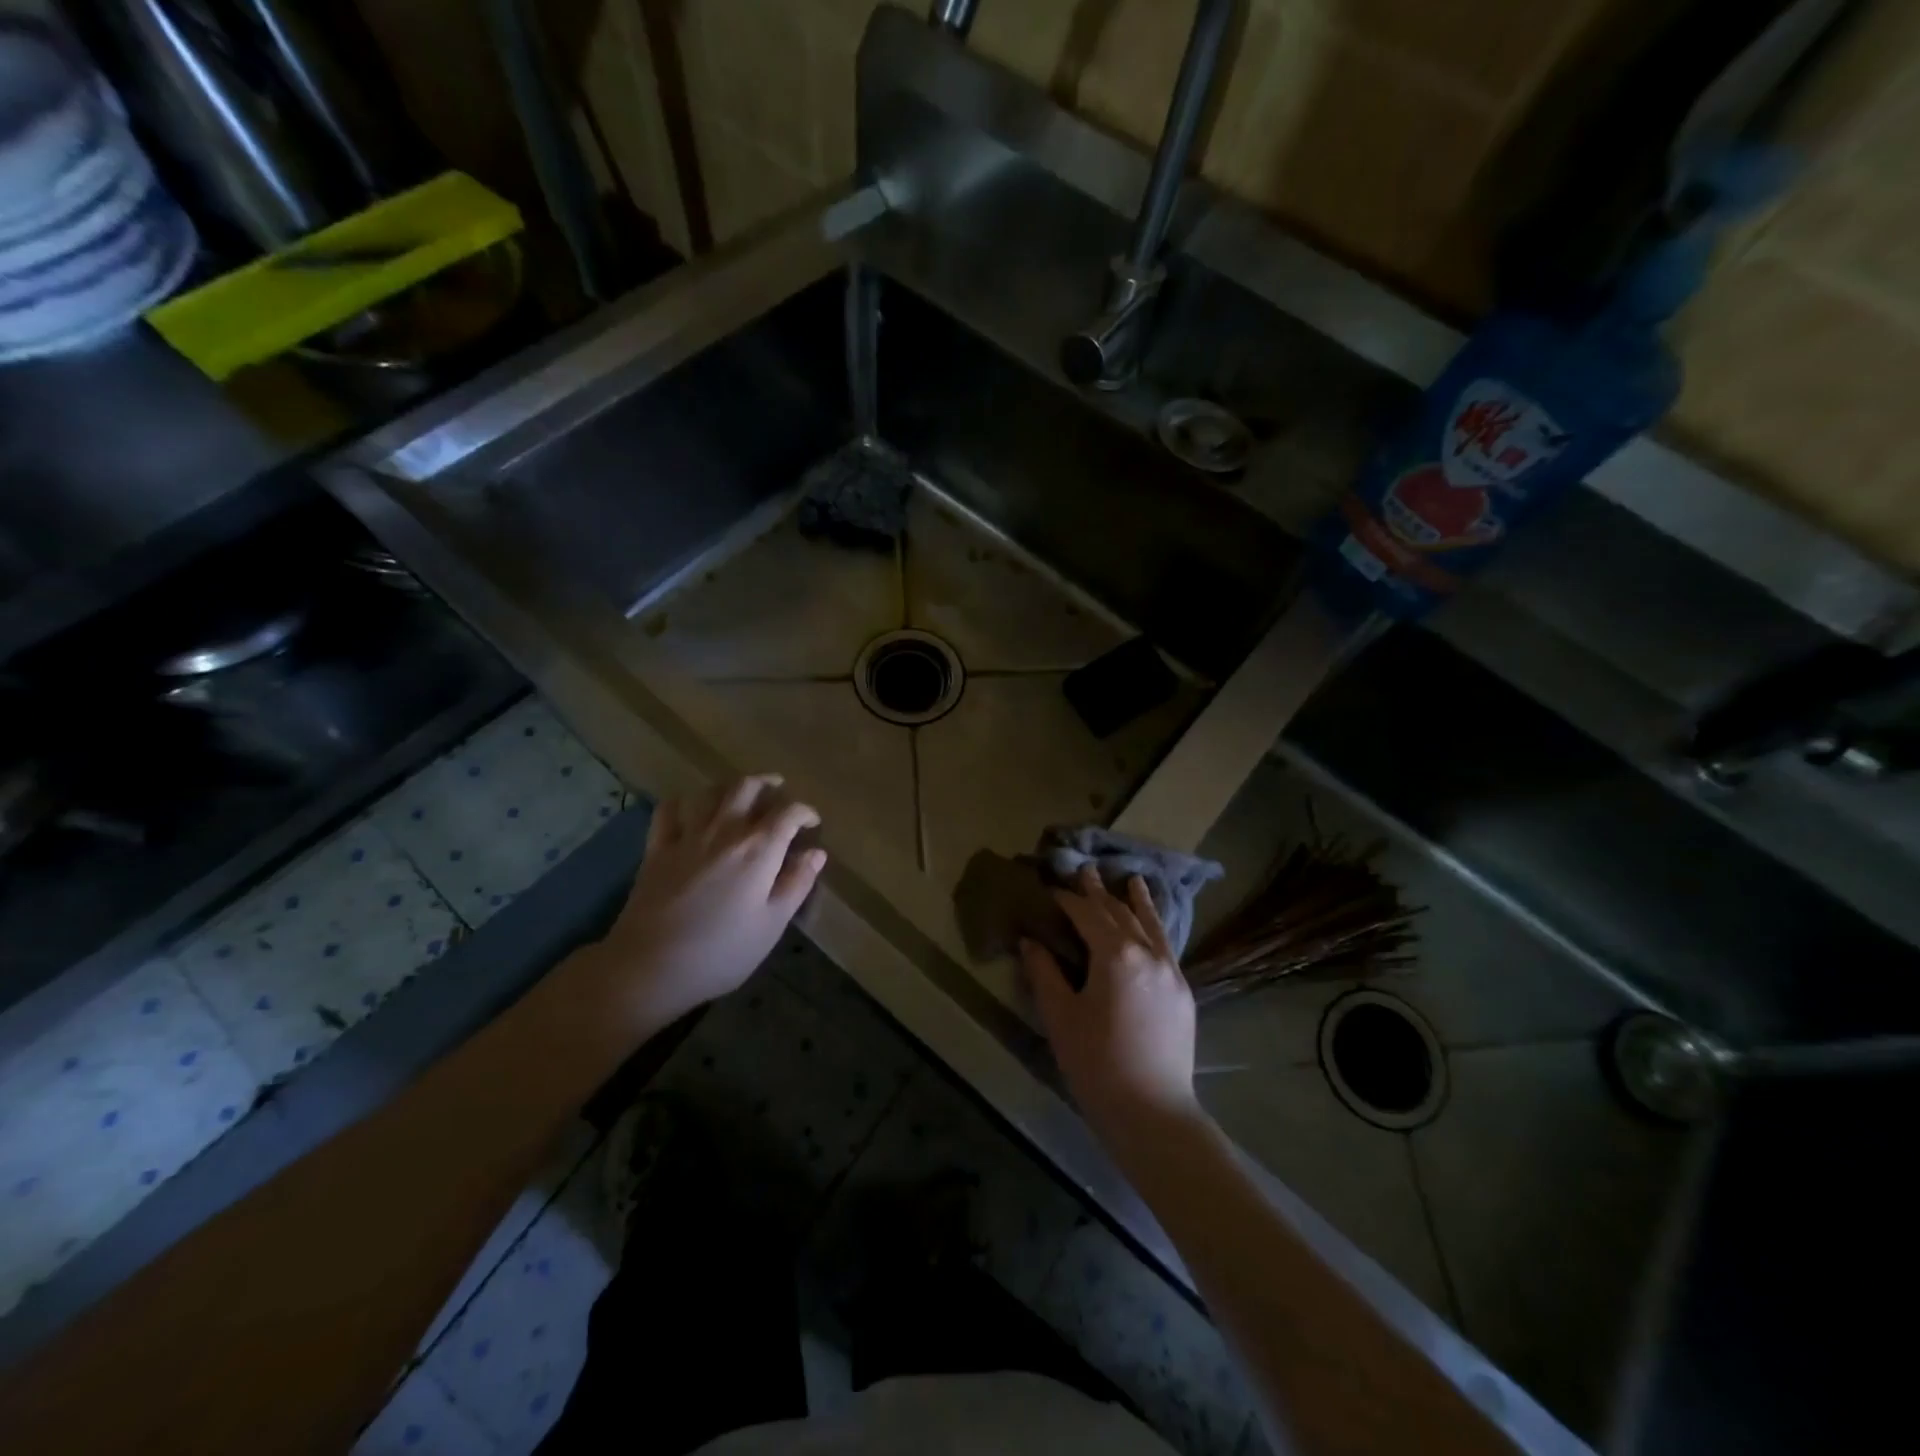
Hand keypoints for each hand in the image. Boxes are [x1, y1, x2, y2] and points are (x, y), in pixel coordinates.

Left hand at [598, 774, 825, 1025]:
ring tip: (740, 796)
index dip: (804, 812)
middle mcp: (725, 831)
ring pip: (710, 792)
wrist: (650, 966)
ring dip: (730, 787)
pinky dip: (684, 802)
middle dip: (768, 784)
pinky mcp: (657, 848)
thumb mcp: (772, 925)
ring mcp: (687, 836)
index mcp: (758, 849)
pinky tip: (692, 811)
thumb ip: (796, 884)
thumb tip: (816, 853)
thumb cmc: (721, 952)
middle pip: (747, 787)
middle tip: (779, 792)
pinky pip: (670, 810)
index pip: (788, 812)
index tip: (812, 823)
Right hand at [1019, 868, 1201, 1149]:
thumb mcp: (1060, 1016)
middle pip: (1119, 914)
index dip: (1065, 900)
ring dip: (1137, 901)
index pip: (1086, 915)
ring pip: (1150, 925)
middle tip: (1084, 870)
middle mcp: (1148, 953)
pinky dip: (1155, 928)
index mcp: (1116, 955)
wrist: (1152, 1112)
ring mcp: (1171, 971)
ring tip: (1132, 880)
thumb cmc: (1096, 1064)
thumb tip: (1030, 941)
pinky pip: (1166, 947)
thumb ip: (1044, 972)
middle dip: (1098, 893)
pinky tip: (1152, 925)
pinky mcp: (1183, 992)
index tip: (1049, 889)